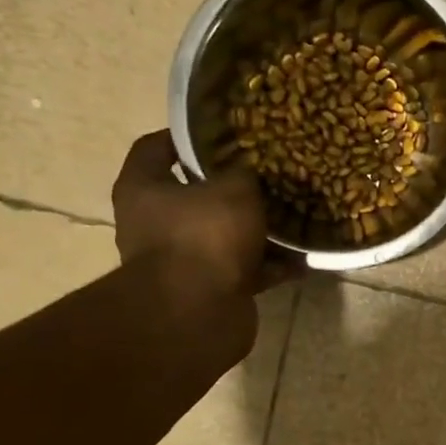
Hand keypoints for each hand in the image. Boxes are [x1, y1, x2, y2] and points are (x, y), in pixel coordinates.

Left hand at [111, 131, 302, 299]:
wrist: (197, 312)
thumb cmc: (204, 236)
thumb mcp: (235, 190)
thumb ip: (245, 174)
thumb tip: (252, 171)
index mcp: (144, 189)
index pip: (155, 148)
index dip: (183, 136)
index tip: (219, 131)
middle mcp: (154, 224)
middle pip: (194, 197)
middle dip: (231, 189)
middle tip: (266, 175)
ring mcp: (182, 261)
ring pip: (224, 236)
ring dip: (256, 231)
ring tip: (292, 217)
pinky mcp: (209, 291)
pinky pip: (244, 271)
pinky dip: (269, 266)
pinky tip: (301, 259)